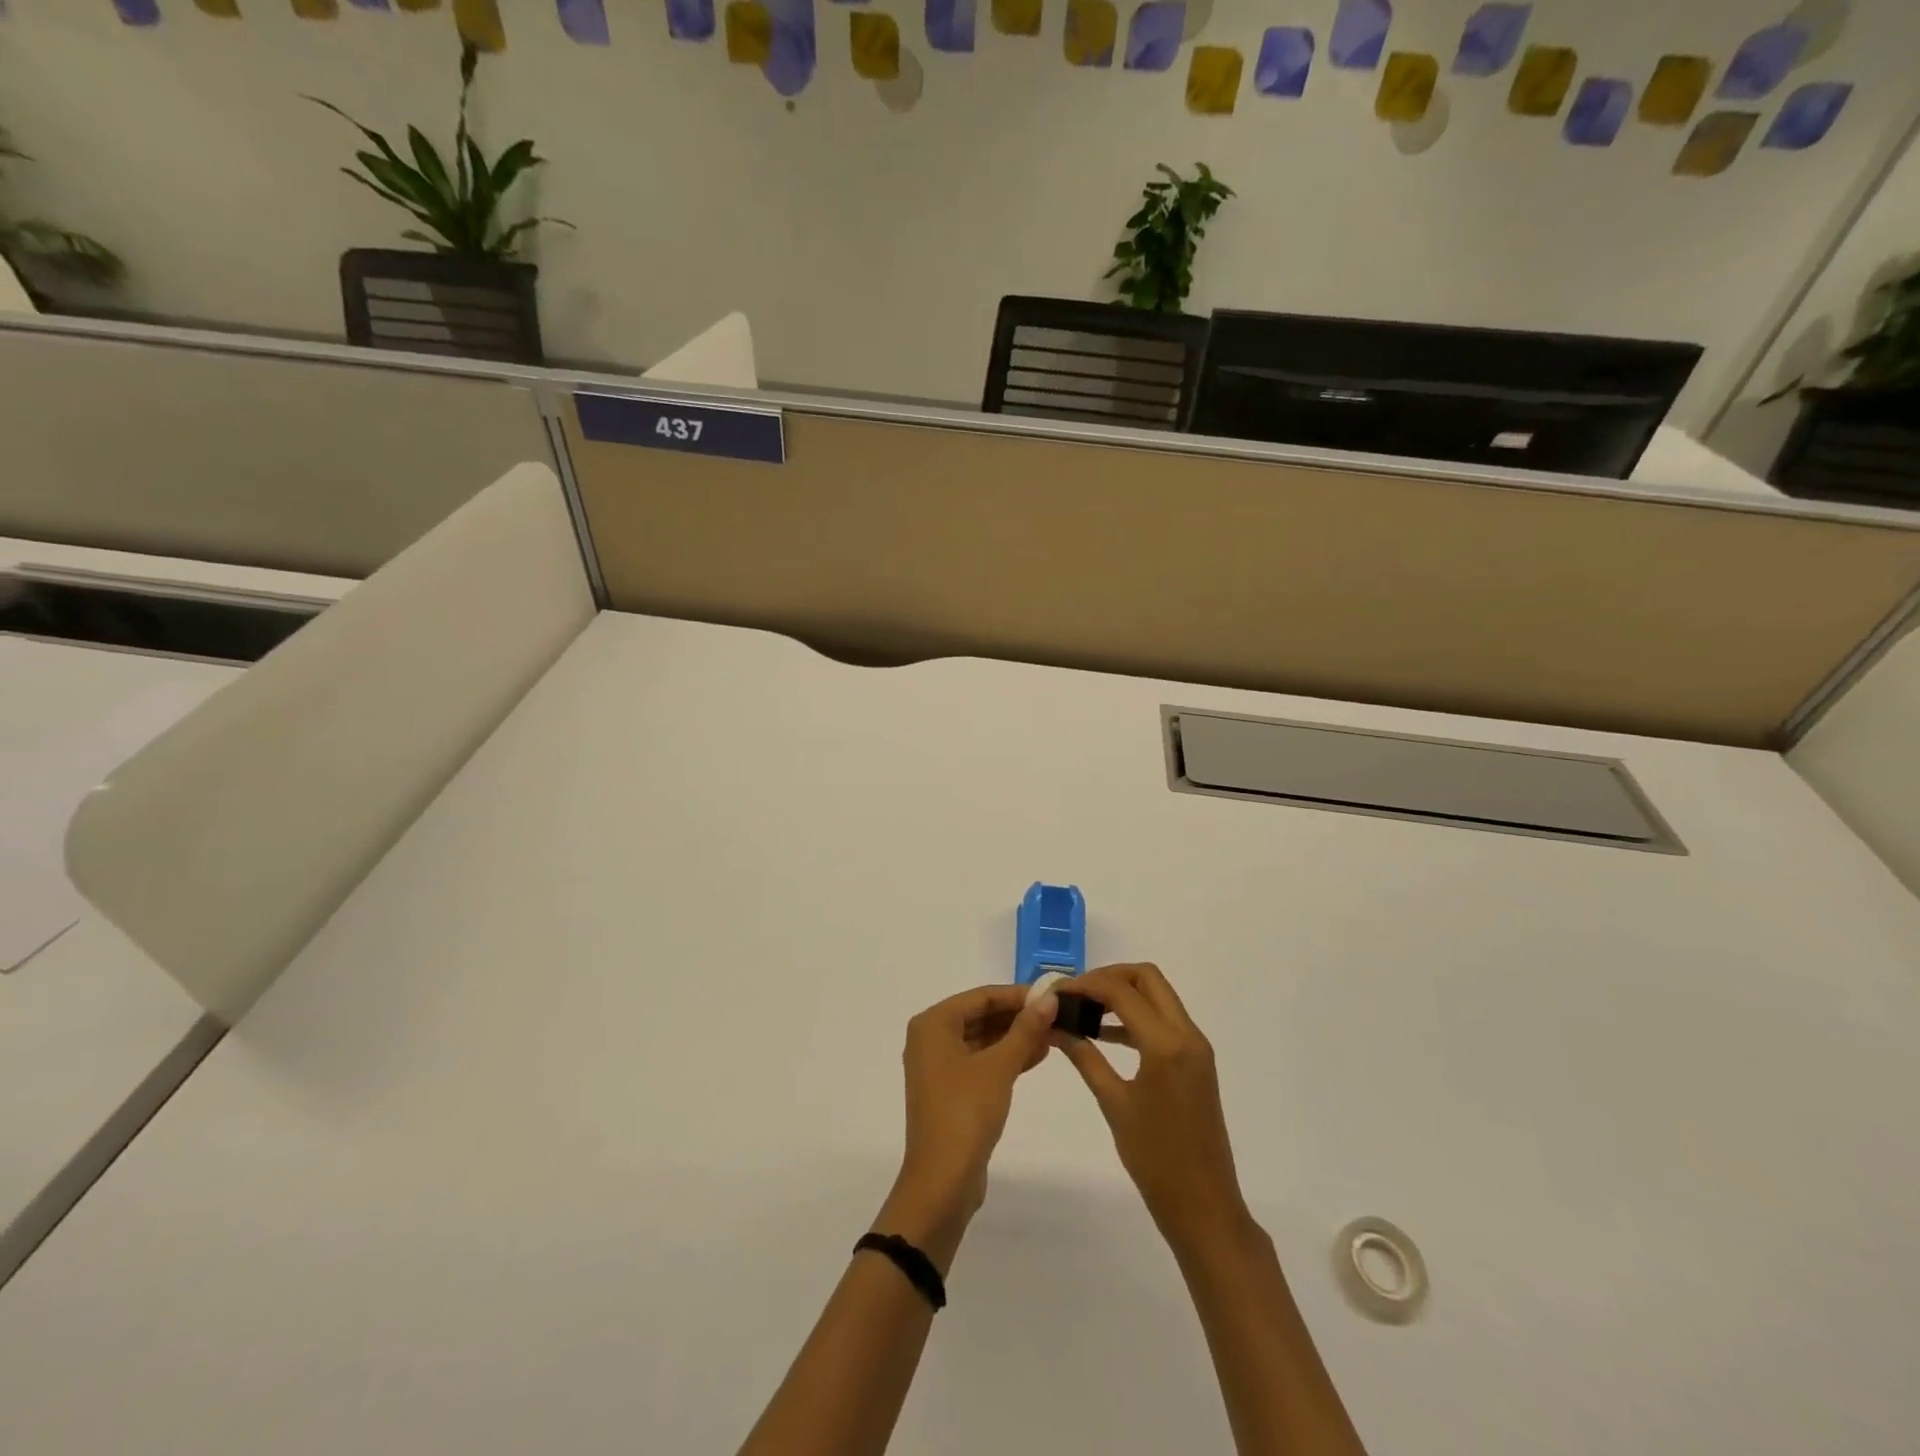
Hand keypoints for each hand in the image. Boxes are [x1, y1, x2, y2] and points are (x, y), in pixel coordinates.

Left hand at [877, 983, 1057, 1269]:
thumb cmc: (966, 1112)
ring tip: (1054, 1034)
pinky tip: (1037, 1056)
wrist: (942, 1181)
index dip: (1017, 995)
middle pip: (981, 1016)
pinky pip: (981, 1061)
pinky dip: (1006, 1058)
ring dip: (1016, 1037)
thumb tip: (1049, 998)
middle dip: (1018, 1016)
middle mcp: (931, 1038)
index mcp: (934, 1024)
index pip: (981, 997)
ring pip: (983, 1039)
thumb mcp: (999, 1067)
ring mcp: (939, 1066)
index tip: (1052, 995)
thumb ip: (1025, 1029)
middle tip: (1057, 1015)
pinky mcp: (951, 1090)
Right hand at [1054, 964, 1253, 1252]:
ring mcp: (1195, 1046)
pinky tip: (1104, 1034)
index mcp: (1166, 1044)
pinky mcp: (1196, 1060)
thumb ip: (1084, 1056)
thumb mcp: (1113, 1103)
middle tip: (1075, 994)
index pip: (1121, 991)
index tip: (1055, 993)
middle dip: (1108, 977)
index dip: (1085, 985)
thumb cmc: (1155, 1159)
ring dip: (1122, 994)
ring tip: (1083, 1009)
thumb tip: (1054, 1026)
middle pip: (1147, 978)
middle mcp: (1187, 1034)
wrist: (1204, 1206)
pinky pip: (1164, 1020)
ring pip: (1158, 995)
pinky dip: (1135, 1015)